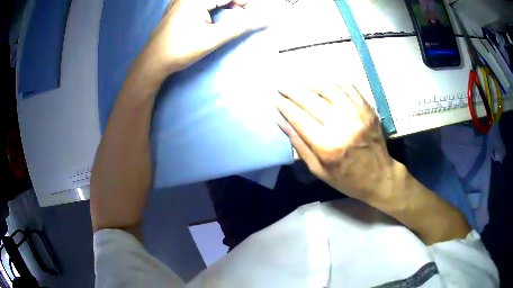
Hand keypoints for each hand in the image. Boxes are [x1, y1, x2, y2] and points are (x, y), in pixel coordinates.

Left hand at [140, 0, 266, 79]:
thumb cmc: (180, 50)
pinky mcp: (179, 7)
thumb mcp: (211, 38)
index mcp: (195, 0)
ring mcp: (181, 0)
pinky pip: (202, 2)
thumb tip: (264, 20)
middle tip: (246, 16)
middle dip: (237, 3)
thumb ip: (239, 26)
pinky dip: (214, 6)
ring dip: (226, 4)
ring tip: (234, 16)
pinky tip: (217, 16)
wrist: (152, 62)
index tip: (256, 15)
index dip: (246, 3)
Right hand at [276, 83, 398, 204]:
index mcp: (326, 146)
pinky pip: (349, 88)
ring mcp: (357, 114)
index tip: (277, 100)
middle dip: (293, 92)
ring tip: (302, 84)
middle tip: (283, 87)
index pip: (299, 118)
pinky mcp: (368, 109)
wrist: (380, 177)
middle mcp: (341, 125)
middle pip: (311, 101)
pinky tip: (326, 86)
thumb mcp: (319, 171)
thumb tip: (283, 123)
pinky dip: (335, 84)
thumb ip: (300, 146)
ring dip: (312, 84)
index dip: (285, 107)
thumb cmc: (347, 179)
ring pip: (329, 89)